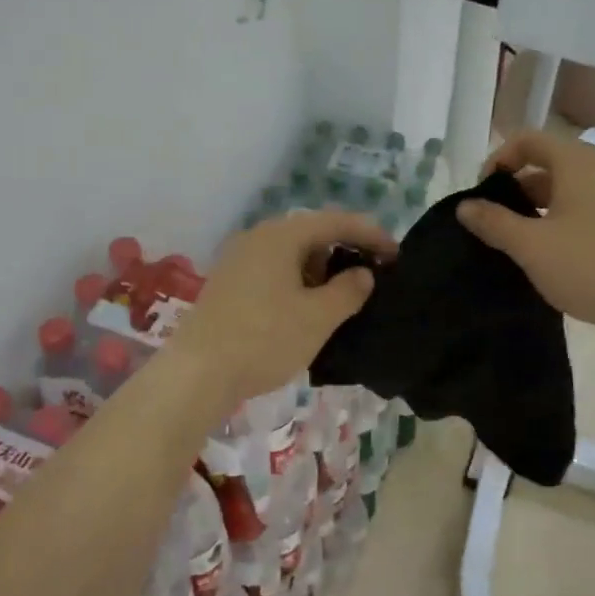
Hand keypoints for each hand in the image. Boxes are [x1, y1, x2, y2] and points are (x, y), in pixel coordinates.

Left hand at [168, 210, 393, 409]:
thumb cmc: (264, 339)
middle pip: (311, 233)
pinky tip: (306, 308)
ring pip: (290, 254)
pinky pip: (272, 271)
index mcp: (281, 235)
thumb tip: (363, 274)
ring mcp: (237, 260)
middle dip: (345, 251)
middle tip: (372, 276)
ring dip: (320, 270)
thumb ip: (349, 290)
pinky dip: (297, 282)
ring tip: (342, 297)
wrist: (198, 373)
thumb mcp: (318, 317)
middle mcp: (256, 237)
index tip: (396, 255)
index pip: (336, 221)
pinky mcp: (227, 284)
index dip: (371, 234)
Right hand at [456, 130, 594, 343]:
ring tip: (509, 241)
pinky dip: (551, 223)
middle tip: (489, 221)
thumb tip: (464, 205)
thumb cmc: (590, 265)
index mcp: (574, 163)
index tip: (480, 195)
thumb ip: (494, 222)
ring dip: (530, 209)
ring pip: (559, 191)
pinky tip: (541, 255)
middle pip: (543, 164)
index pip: (526, 140)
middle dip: (511, 188)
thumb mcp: (531, 245)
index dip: (497, 160)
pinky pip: (575, 211)